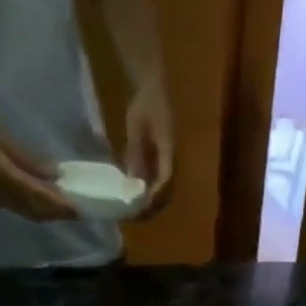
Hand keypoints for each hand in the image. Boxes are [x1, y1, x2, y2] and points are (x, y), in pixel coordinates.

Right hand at [0, 112, 78, 222]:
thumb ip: (26, 159)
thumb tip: (54, 175)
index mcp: (5, 177)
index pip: (43, 199)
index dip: (63, 207)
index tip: (83, 210)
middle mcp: (0, 193)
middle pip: (36, 211)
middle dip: (58, 214)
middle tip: (78, 210)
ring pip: (26, 212)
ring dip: (46, 213)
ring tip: (64, 207)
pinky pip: (15, 206)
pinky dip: (32, 208)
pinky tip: (40, 200)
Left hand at [122, 84, 175, 217]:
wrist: (152, 90)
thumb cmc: (144, 104)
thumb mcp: (135, 126)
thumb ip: (135, 151)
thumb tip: (133, 178)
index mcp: (169, 151)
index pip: (166, 179)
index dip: (156, 194)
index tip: (143, 205)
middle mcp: (171, 160)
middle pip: (167, 191)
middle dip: (153, 206)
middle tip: (135, 215)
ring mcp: (167, 162)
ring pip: (163, 190)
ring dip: (151, 203)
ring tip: (134, 212)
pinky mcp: (161, 162)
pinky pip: (157, 183)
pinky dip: (147, 194)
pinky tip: (134, 199)